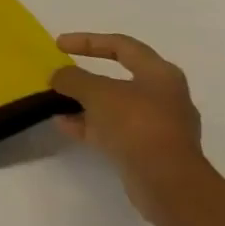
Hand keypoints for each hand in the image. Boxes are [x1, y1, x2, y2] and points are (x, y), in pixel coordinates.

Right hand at [50, 32, 206, 220]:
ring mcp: (159, 126)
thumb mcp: (96, 92)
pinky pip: (115, 130)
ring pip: (115, 106)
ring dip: (85, 103)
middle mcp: (164, 97)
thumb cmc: (136, 124)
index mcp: (160, 73)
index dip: (87, 41)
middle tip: (62, 75)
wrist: (168, 184)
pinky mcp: (151, 152)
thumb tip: (58, 76)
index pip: (121, 45)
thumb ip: (72, 78)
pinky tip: (65, 125)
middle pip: (119, 78)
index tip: (59, 45)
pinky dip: (91, 125)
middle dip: (86, 77)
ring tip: (56, 102)